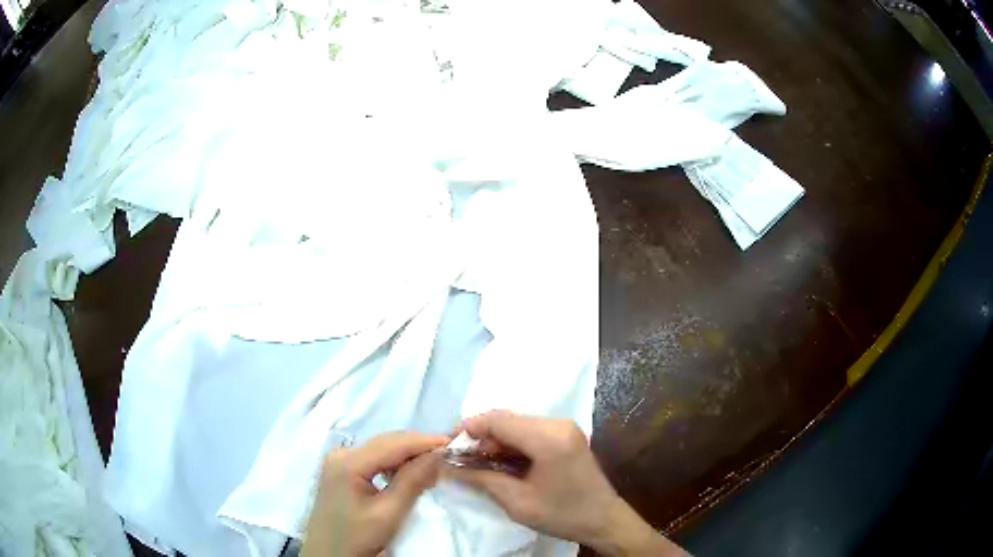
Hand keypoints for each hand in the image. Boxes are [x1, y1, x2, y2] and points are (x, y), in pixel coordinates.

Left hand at [302, 432, 449, 556]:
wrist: (328, 556)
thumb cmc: (356, 538)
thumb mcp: (388, 514)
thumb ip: (412, 482)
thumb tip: (438, 455)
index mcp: (347, 462)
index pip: (392, 443)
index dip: (424, 441)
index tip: (454, 443)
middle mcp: (340, 453)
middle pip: (386, 443)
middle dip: (418, 447)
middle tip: (448, 455)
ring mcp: (338, 461)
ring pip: (381, 450)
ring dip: (408, 455)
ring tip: (434, 465)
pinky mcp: (341, 471)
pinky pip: (373, 460)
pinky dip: (394, 464)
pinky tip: (410, 473)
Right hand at [449, 410, 687, 556]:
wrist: (603, 520)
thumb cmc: (562, 514)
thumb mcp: (517, 501)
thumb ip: (482, 478)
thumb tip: (449, 466)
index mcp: (549, 438)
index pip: (499, 421)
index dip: (470, 428)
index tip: (448, 444)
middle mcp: (558, 424)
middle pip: (508, 419)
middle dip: (481, 435)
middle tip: (460, 457)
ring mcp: (565, 428)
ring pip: (517, 424)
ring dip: (495, 440)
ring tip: (476, 462)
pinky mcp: (567, 435)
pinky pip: (530, 431)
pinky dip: (511, 443)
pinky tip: (500, 461)